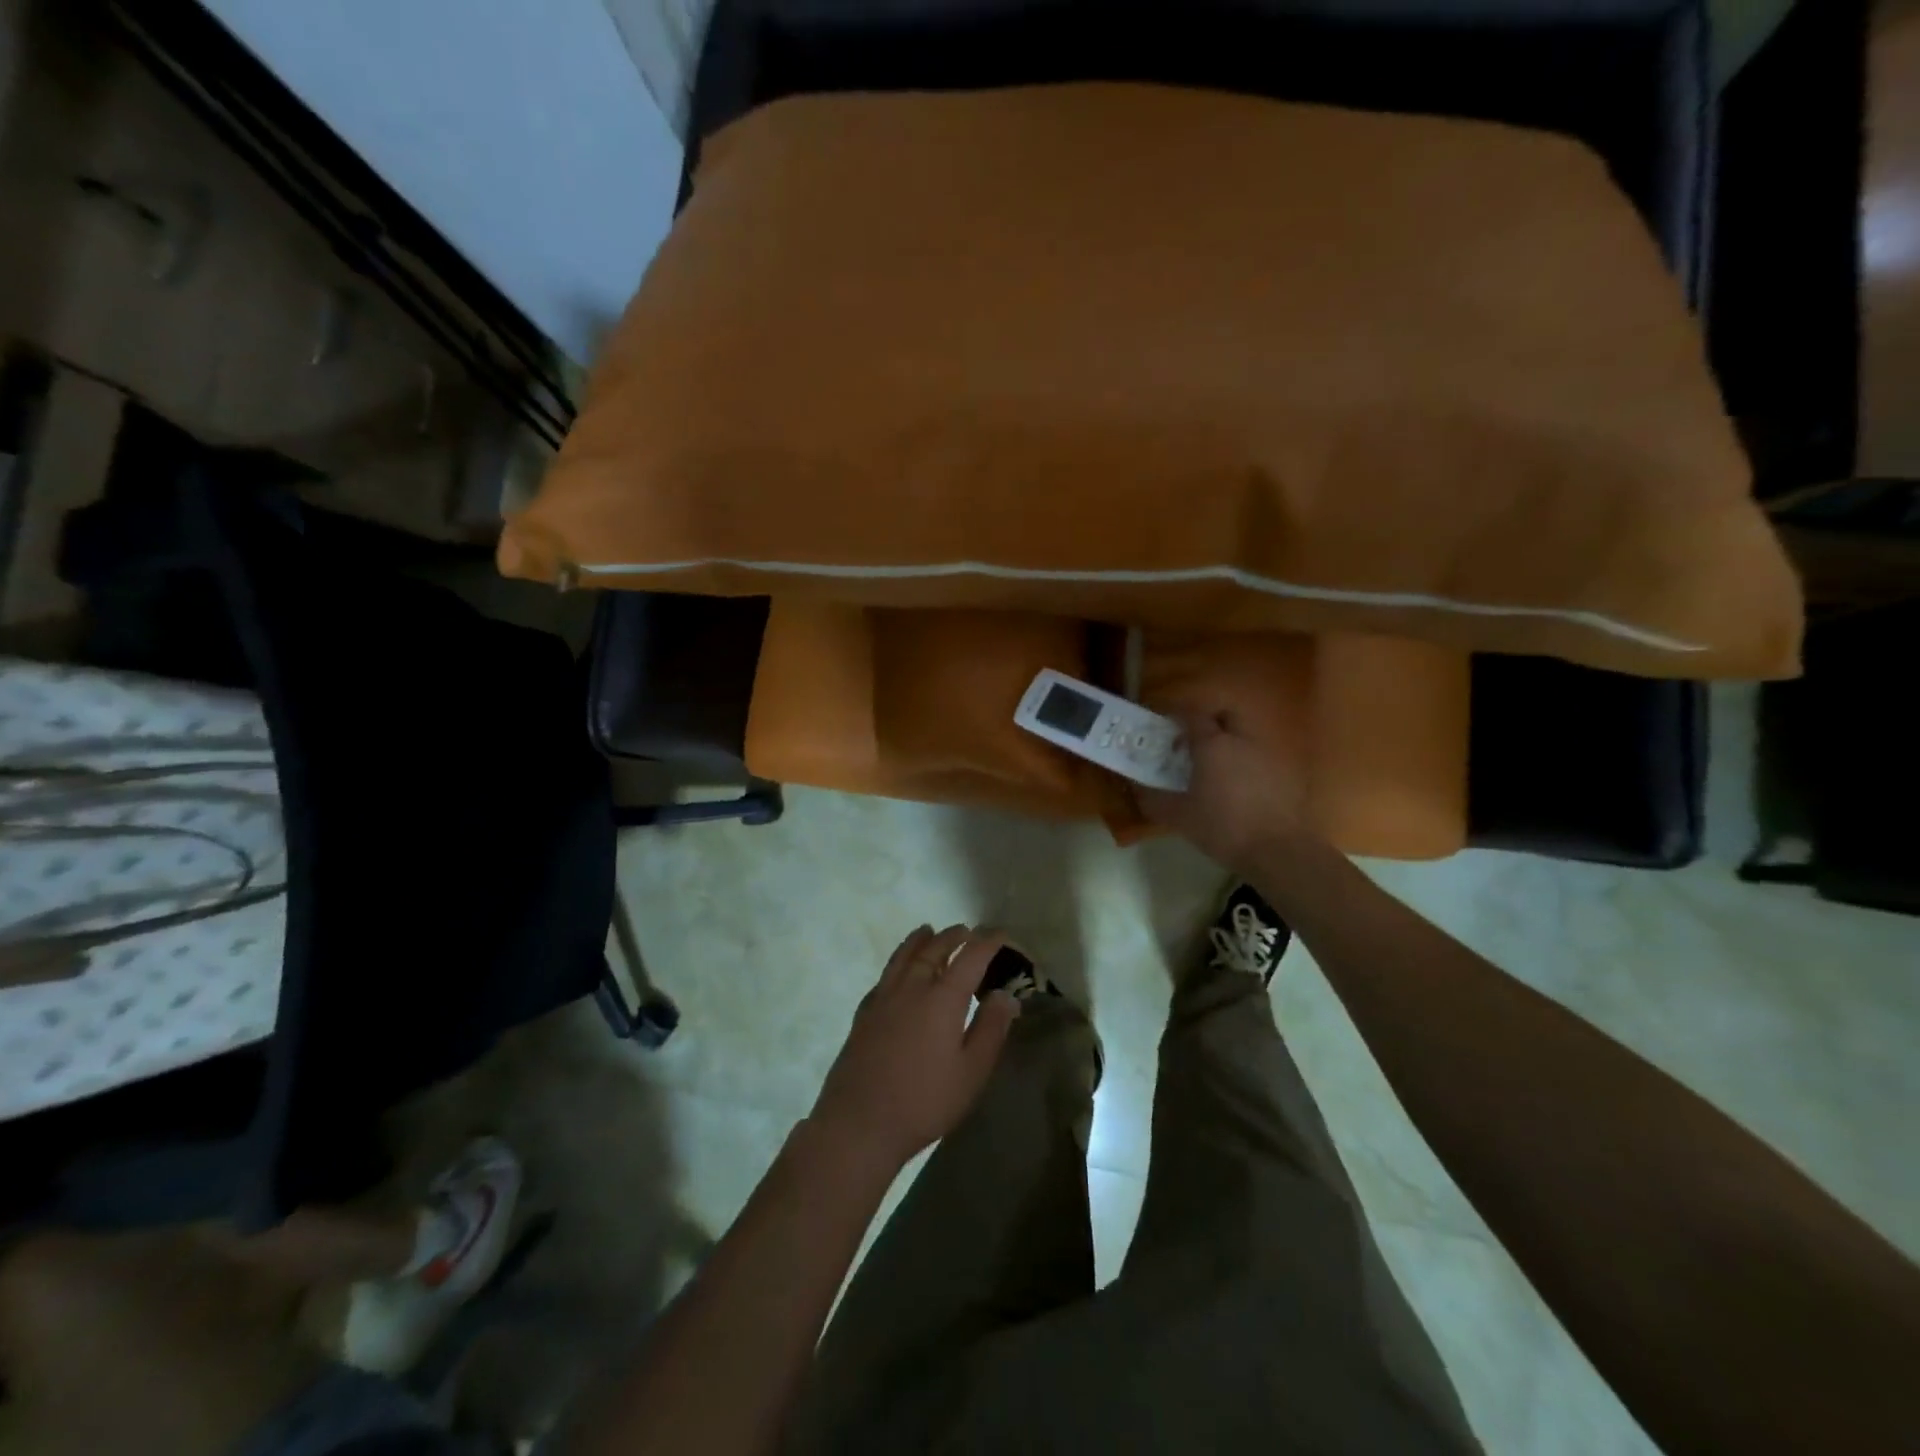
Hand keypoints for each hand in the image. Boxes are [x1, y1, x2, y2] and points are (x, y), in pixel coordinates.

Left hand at [809, 925, 1019, 1173]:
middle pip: (934, 950)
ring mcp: (883, 998)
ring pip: (903, 957)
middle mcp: (912, 988)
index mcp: (942, 998)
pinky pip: (884, 976)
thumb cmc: (924, 1101)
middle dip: (953, 937)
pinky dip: (896, 963)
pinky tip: (897, 970)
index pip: (970, 957)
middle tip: (966, 930)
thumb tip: (1006, 994)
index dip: (988, 943)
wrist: (860, 1122)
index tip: (1001, 935)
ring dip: (919, 941)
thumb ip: (990, 1029)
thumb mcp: (971, 1072)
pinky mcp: (864, 1014)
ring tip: (928, 930)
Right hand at [1137, 707, 1311, 871]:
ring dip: (1229, 742)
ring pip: (1245, 734)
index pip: (1191, 715)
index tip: (1165, 732)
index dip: (1176, 718)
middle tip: (1193, 744)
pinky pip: (1261, 755)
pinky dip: (1248, 762)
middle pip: (1224, 715)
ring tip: (1216, 767)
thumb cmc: (1222, 828)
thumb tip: (1137, 788)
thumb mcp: (1179, 817)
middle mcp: (1241, 739)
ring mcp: (1268, 753)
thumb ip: (1154, 799)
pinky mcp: (1286, 772)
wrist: (1277, 851)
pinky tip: (1240, 787)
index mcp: (1212, 744)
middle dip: (1208, 722)